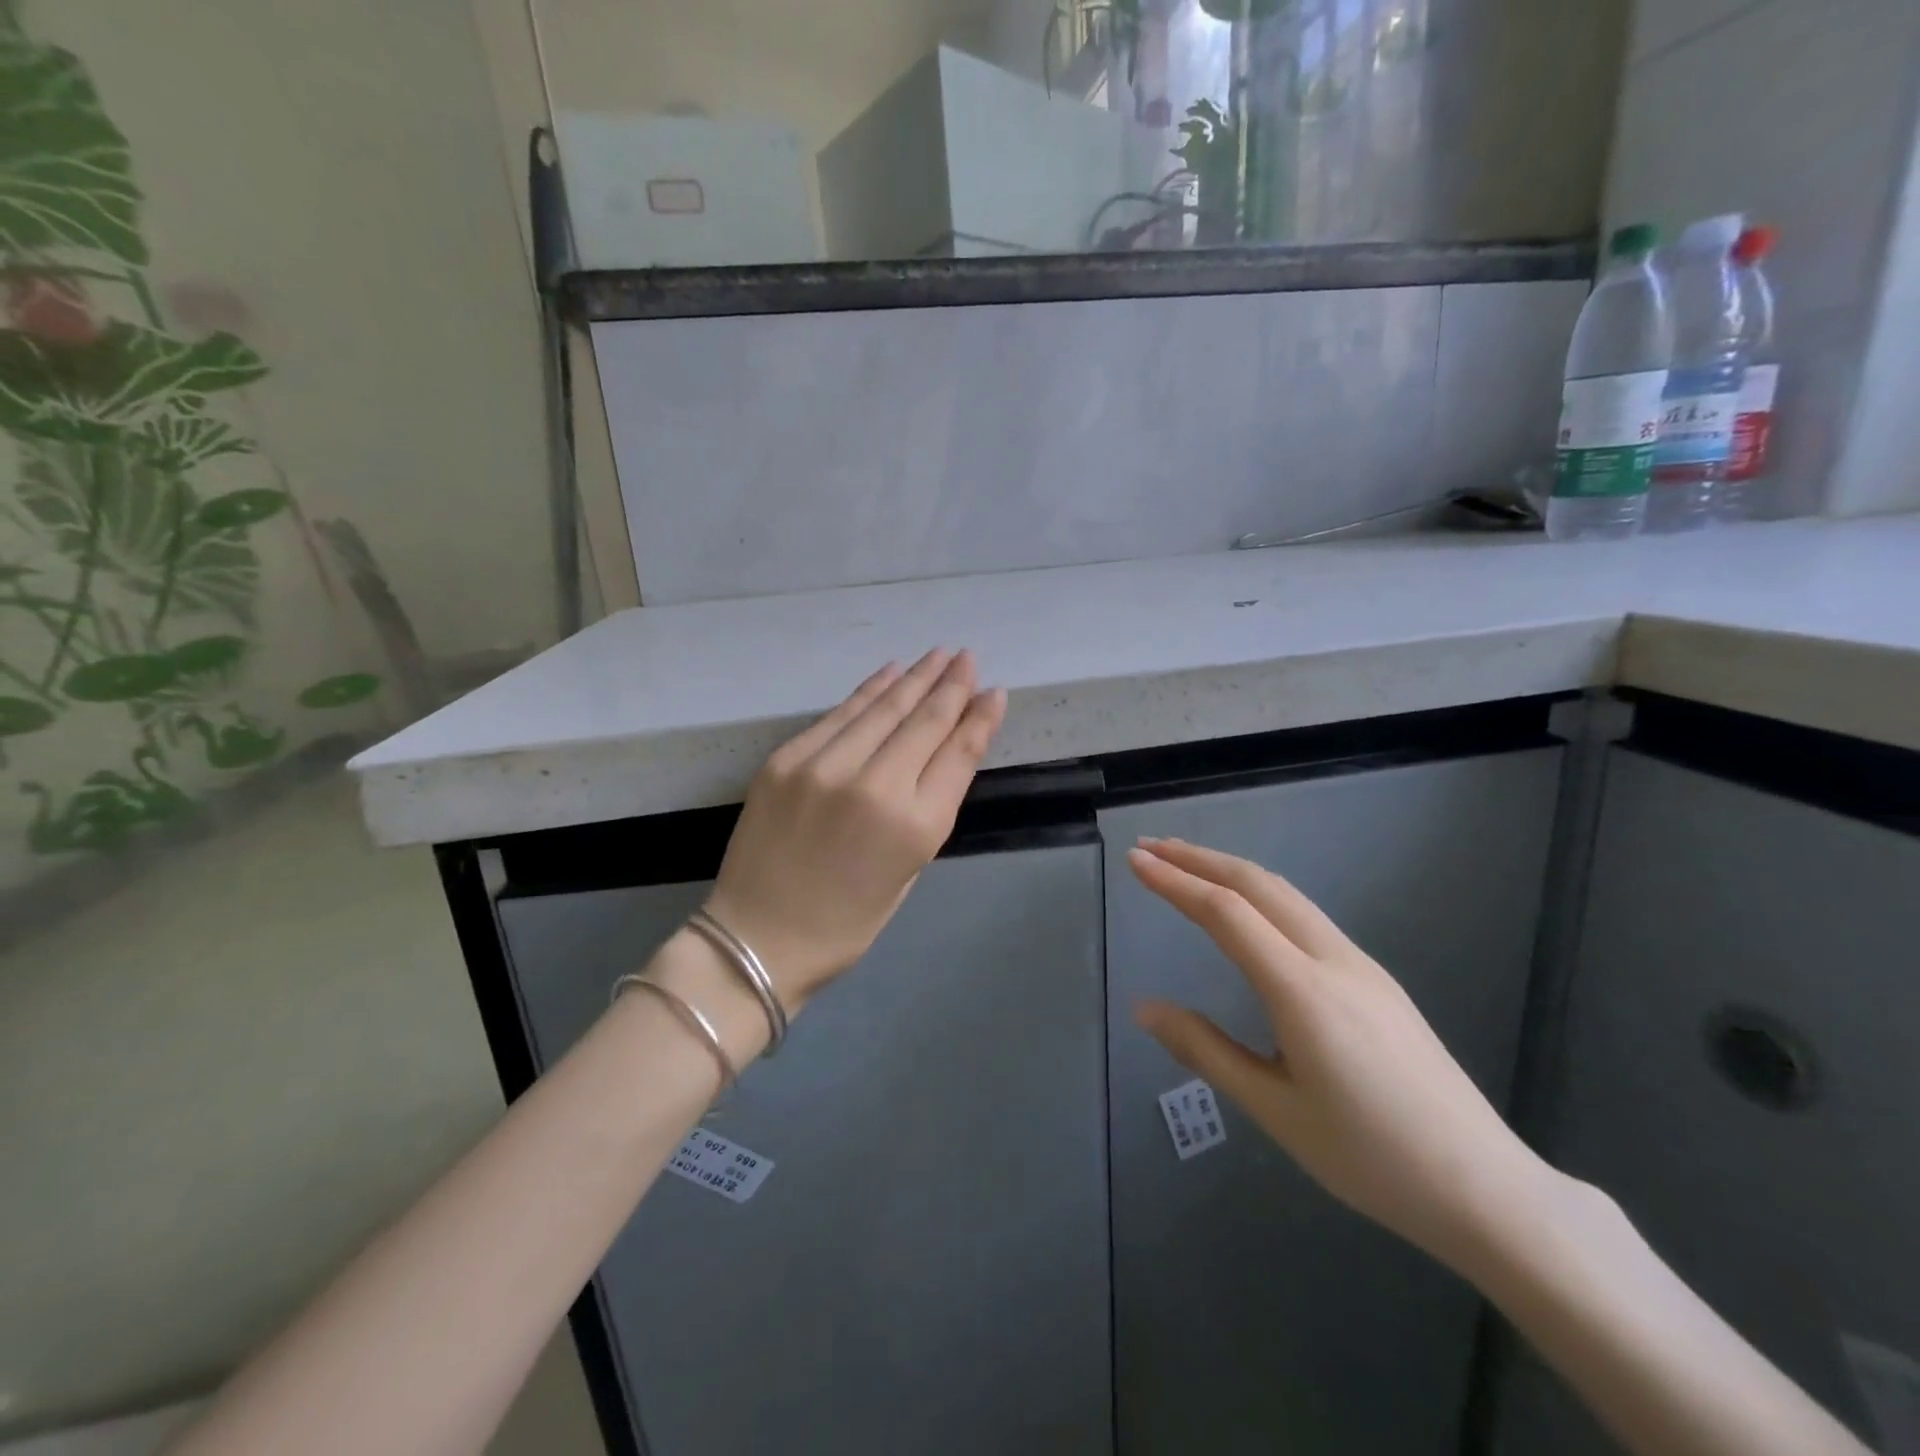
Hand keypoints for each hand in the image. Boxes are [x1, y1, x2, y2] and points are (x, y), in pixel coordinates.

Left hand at [705, 650, 1005, 1011]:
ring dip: (914, 678)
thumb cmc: (847, 922)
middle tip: (968, 658)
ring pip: (882, 708)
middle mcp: (874, 786)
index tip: (995, 690)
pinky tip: (890, 672)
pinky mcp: (787, 759)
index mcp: (914, 826)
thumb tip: (944, 753)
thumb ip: (929, 807)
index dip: (980, 718)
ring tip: (938, 655)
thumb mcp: (909, 871)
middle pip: (924, 721)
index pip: (958, 754)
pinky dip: (869, 690)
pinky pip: (839, 714)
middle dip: (951, 686)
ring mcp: (825, 767)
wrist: (758, 937)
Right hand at [1128, 837, 1552, 1271]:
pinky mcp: (1375, 979)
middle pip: (1258, 885)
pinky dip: (1260, 894)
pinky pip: (1305, 916)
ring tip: (1187, 866)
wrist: (1487, 1189)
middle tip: (1150, 848)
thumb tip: (1144, 1008)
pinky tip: (1246, 911)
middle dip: (1200, 858)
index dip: (1175, 881)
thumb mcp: (1275, 1110)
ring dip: (1231, 871)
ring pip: (1286, 895)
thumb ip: (1206, 1050)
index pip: (1226, 913)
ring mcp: (1360, 965)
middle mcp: (1333, 960)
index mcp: (1303, 991)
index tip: (1134, 860)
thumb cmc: (1371, 1158)